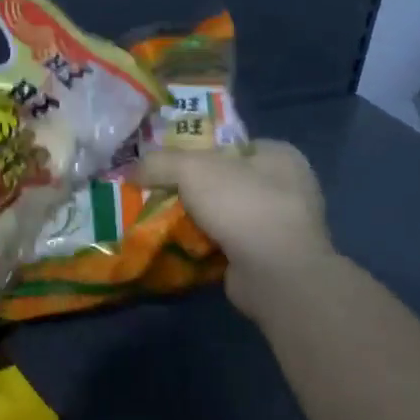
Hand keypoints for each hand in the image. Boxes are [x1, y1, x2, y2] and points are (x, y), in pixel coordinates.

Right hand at [137, 140, 344, 321]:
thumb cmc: (242, 204)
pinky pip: (230, 243)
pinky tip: (181, 246)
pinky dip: (207, 245)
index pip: (230, 145)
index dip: (197, 151)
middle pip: (225, 180)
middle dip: (193, 189)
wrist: (277, 275)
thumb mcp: (191, 169)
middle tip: (160, 193)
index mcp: (279, 155)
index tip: (167, 164)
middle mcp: (287, 187)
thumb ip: (159, 162)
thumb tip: (132, 170)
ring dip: (198, 219)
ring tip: (163, 221)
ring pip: (226, 214)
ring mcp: (282, 226)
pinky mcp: (271, 258)